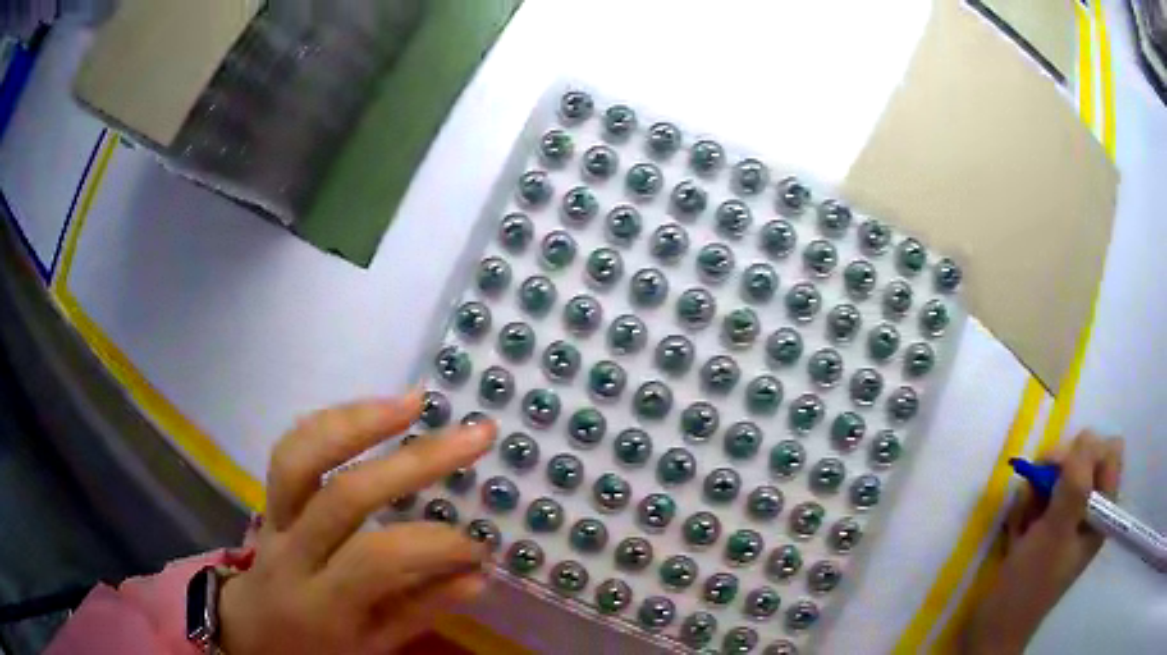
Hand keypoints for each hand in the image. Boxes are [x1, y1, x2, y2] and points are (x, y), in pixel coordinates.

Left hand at [218, 392, 496, 654]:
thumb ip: (420, 609)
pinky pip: (290, 447)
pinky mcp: (267, 495)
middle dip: (414, 463)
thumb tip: (477, 575)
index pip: (375, 561)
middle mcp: (291, 552)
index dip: (433, 546)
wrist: (255, 630)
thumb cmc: (319, 647)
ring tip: (413, 402)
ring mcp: (272, 516)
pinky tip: (369, 410)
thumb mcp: (373, 646)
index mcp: (321, 603)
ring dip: (359, 422)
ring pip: (301, 456)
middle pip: (343, 495)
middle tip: (473, 436)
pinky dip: (330, 422)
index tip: (478, 545)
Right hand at [962, 430, 1123, 654]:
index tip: (1061, 471)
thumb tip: (1087, 435)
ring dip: (1036, 491)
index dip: (1087, 453)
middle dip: (1057, 471)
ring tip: (1023, 521)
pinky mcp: (1045, 529)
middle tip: (1037, 492)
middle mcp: (1088, 511)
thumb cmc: (1029, 585)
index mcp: (1101, 512)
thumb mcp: (1056, 533)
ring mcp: (1066, 521)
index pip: (1109, 453)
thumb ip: (1077, 482)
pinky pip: (1039, 498)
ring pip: (1058, 477)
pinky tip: (1016, 531)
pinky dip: (1025, 508)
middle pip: (1083, 460)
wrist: (992, 629)